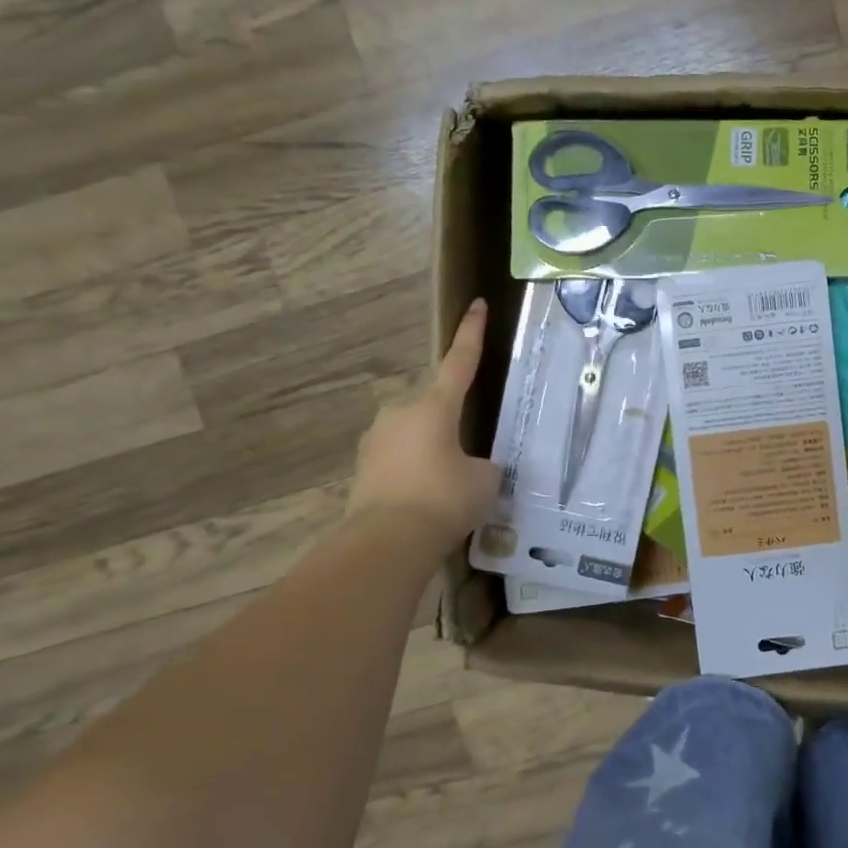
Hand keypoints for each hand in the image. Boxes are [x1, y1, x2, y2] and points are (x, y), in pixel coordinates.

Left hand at [347, 301, 501, 546]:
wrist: (387, 542)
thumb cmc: (444, 498)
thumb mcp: (484, 479)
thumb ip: (483, 464)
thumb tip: (474, 467)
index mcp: (435, 406)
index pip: (460, 361)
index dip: (472, 333)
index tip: (477, 305)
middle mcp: (400, 413)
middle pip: (434, 405)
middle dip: (451, 423)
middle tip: (468, 454)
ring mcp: (376, 439)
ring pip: (415, 433)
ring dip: (432, 450)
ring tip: (448, 486)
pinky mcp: (363, 468)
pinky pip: (398, 460)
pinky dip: (415, 471)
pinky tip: (427, 499)